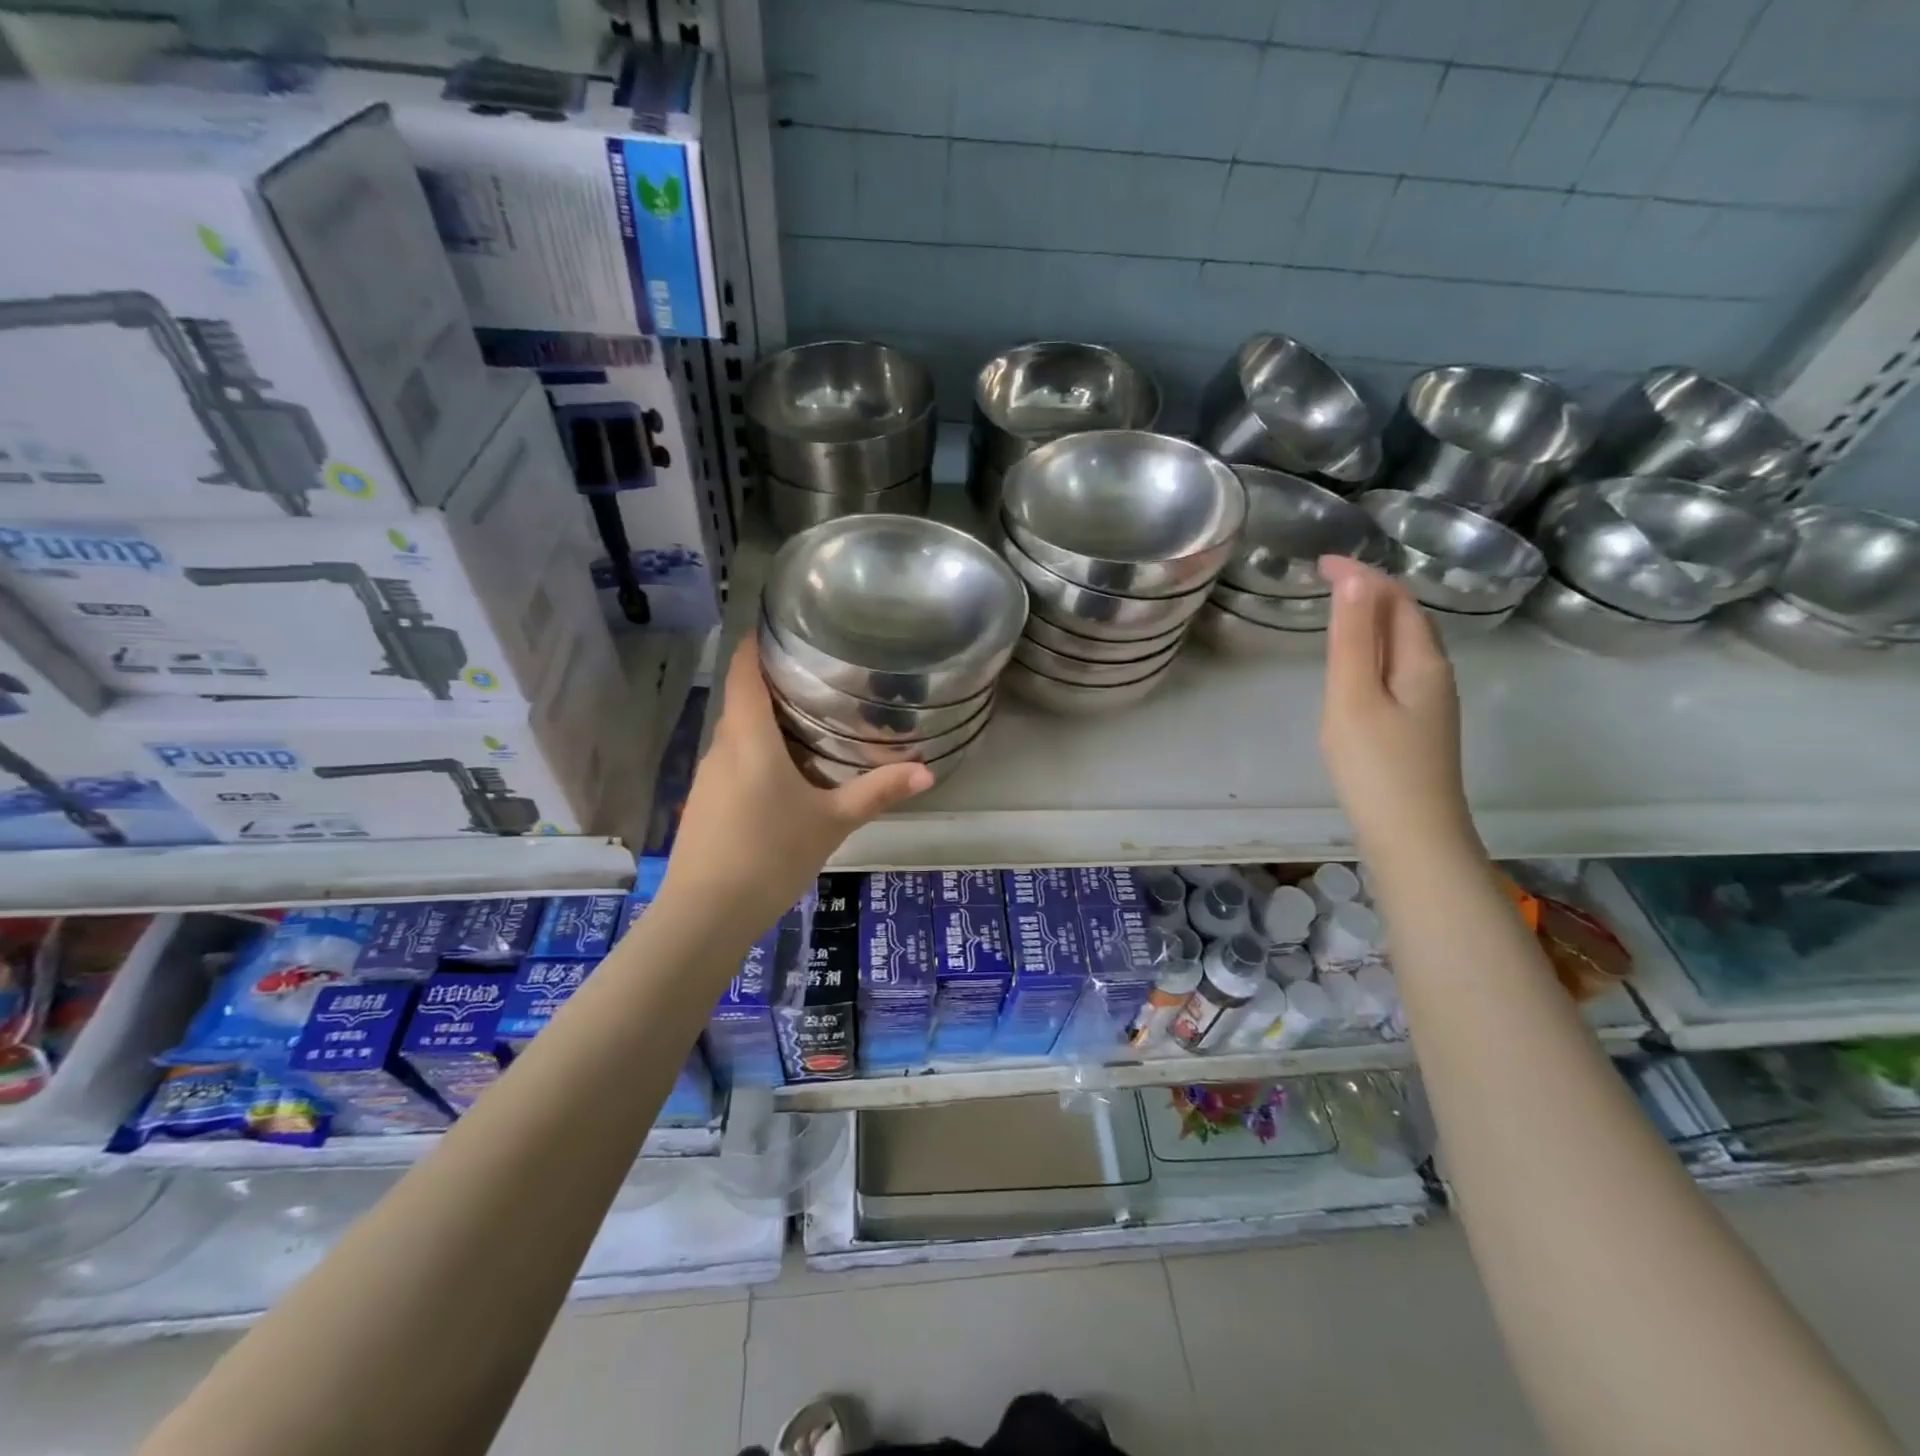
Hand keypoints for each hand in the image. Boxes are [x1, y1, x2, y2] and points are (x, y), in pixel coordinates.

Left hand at [661, 639, 931, 929]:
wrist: (705, 915)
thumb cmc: (770, 855)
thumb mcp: (831, 822)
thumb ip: (877, 792)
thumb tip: (927, 771)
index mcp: (749, 737)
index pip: (744, 670)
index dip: (758, 644)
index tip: (786, 630)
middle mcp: (721, 747)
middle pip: (743, 701)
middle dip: (776, 687)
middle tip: (823, 681)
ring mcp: (706, 777)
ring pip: (738, 735)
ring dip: (767, 725)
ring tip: (811, 724)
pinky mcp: (703, 804)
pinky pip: (732, 763)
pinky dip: (757, 756)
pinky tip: (784, 778)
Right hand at [1319, 556, 1475, 858]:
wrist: (1413, 839)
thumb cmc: (1376, 767)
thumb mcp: (1354, 698)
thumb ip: (1353, 639)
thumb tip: (1356, 579)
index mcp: (1422, 661)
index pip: (1395, 599)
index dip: (1361, 575)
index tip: (1320, 562)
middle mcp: (1435, 675)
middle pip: (1406, 619)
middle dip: (1370, 591)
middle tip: (1326, 581)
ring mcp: (1431, 704)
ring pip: (1404, 645)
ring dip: (1373, 620)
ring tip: (1337, 612)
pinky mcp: (1419, 728)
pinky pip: (1398, 670)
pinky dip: (1374, 651)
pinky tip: (1356, 669)